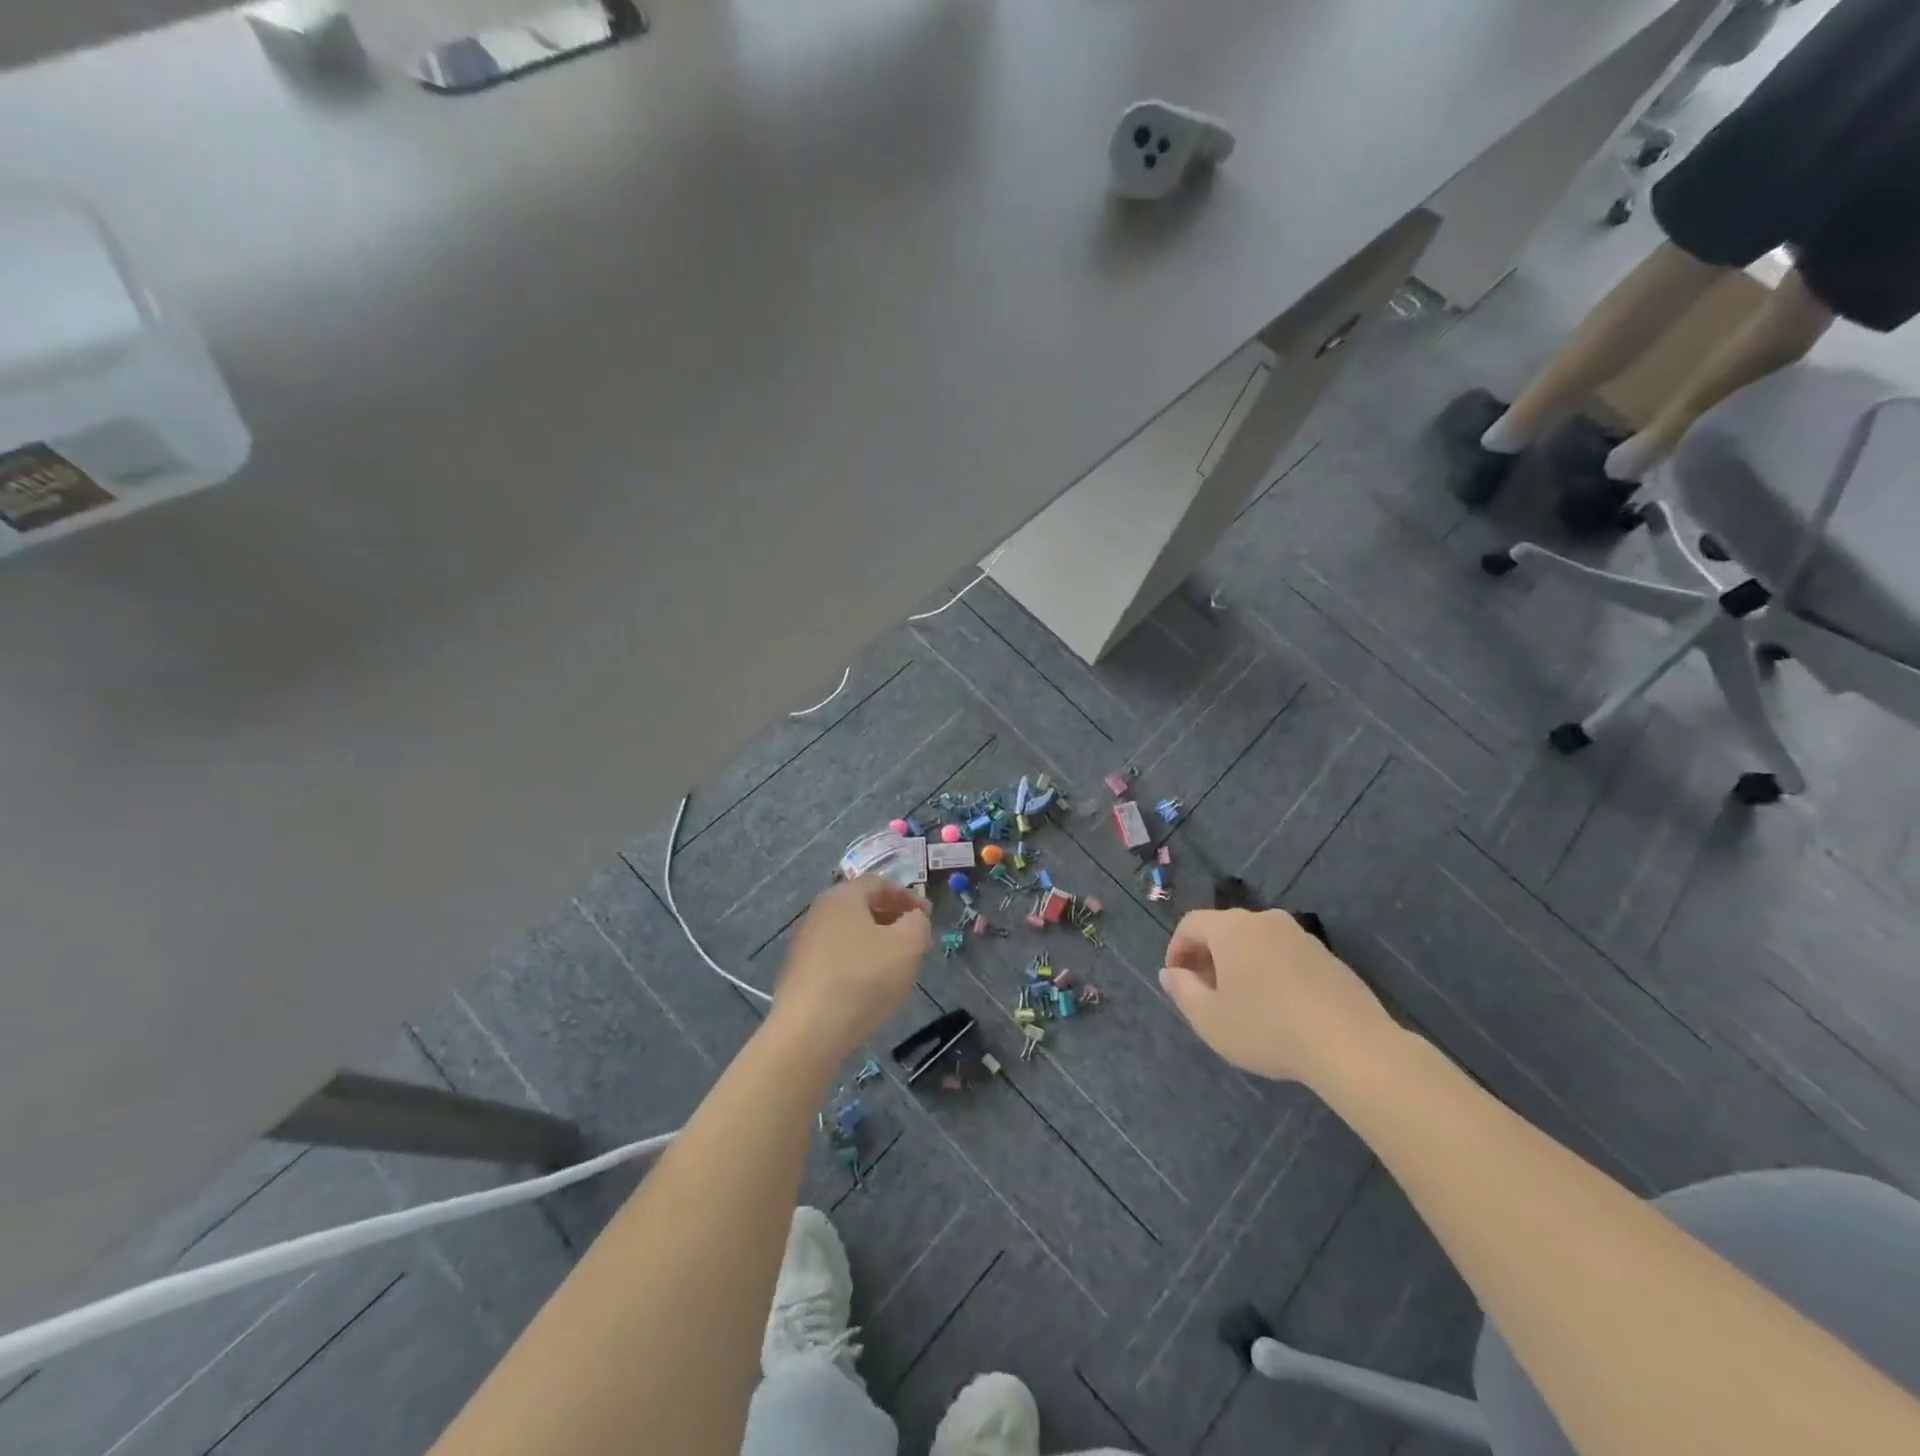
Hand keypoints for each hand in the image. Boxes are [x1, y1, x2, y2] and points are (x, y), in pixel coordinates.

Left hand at [770, 876, 931, 1059]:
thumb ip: (918, 923)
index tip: (927, 916)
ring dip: (876, 944)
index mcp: (843, 897)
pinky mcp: (799, 974)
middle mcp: (819, 913)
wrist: (809, 1031)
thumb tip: (913, 919)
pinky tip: (869, 988)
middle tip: (915, 940)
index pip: (879, 883)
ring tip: (896, 967)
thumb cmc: (863, 978)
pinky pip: (837, 958)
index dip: (907, 896)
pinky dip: (858, 964)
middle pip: (862, 907)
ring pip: (850, 935)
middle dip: (892, 920)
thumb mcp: (908, 945)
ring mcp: (804, 944)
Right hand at [1159, 910, 1396, 1084]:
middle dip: (1208, 957)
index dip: (1176, 949)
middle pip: (1224, 930)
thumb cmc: (1267, 1028)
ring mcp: (1301, 937)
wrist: (1352, 1046)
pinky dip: (1271, 973)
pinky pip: (1285, 957)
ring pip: (1257, 943)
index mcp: (1232, 928)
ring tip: (1242, 1004)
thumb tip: (1171, 972)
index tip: (1177, 981)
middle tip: (1205, 993)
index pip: (1191, 924)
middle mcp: (1265, 921)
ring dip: (1241, 965)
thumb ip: (1182, 990)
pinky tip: (1279, 1009)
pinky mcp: (1328, 957)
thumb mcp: (1209, 1019)